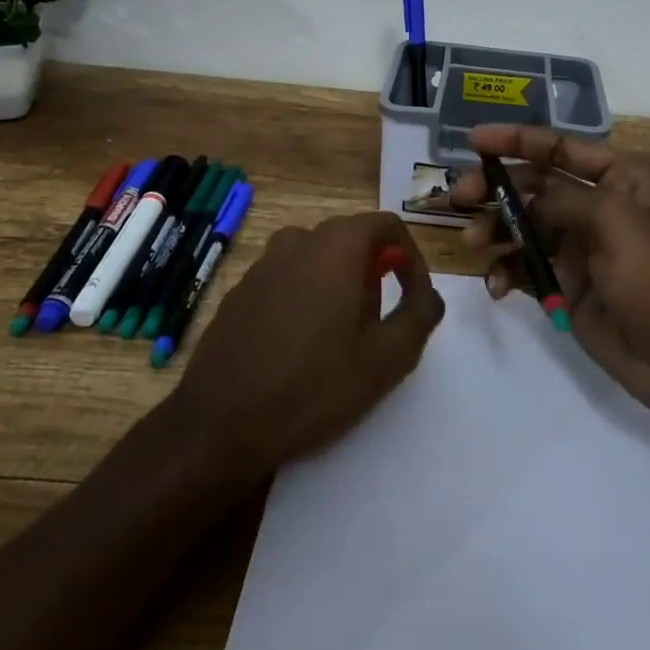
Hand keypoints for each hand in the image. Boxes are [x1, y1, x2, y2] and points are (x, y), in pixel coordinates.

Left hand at [168, 211, 444, 475]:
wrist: (220, 424)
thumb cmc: (315, 385)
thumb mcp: (388, 357)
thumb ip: (420, 314)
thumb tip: (428, 294)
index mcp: (337, 244)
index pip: (388, 225)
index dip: (411, 256)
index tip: (414, 295)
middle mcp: (298, 239)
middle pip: (352, 239)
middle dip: (375, 272)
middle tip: (380, 322)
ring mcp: (263, 263)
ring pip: (318, 258)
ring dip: (339, 284)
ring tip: (342, 335)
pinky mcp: (240, 290)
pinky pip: (287, 278)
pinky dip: (306, 296)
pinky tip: (301, 345)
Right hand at [449, 127, 649, 456]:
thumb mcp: (619, 224)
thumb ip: (565, 201)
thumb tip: (525, 197)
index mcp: (621, 182)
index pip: (561, 149)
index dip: (518, 140)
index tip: (474, 140)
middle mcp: (597, 210)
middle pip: (535, 187)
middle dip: (496, 188)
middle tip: (458, 197)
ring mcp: (580, 251)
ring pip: (524, 228)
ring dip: (495, 230)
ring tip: (474, 242)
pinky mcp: (566, 289)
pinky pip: (525, 269)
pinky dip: (506, 272)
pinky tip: (496, 285)